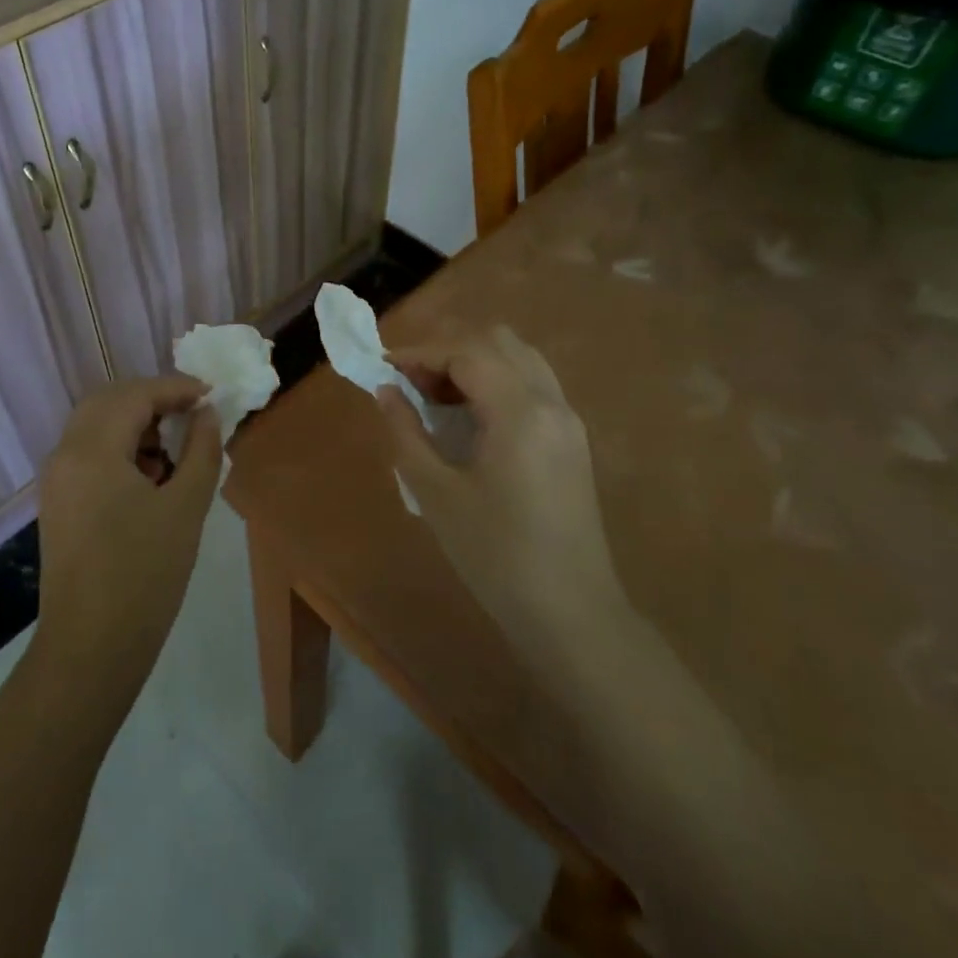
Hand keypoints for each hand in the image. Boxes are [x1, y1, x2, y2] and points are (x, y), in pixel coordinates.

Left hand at [34, 377, 221, 696]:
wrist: (90, 649)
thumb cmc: (145, 575)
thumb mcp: (185, 508)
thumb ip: (202, 450)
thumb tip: (208, 414)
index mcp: (92, 449)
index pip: (135, 394)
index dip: (176, 388)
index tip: (212, 395)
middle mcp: (65, 454)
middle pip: (108, 401)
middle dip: (152, 400)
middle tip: (192, 414)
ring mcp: (56, 479)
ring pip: (95, 426)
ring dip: (135, 423)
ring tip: (175, 452)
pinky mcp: (57, 502)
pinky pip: (88, 453)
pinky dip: (119, 448)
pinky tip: (150, 479)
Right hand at [377, 326, 627, 647]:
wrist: (571, 615)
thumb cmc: (496, 555)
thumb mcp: (436, 494)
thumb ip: (406, 432)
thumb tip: (385, 390)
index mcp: (520, 412)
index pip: (467, 352)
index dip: (421, 353)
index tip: (385, 369)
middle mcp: (551, 403)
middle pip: (498, 342)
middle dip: (449, 351)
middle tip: (413, 383)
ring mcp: (568, 421)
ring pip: (520, 359)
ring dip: (475, 363)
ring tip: (437, 399)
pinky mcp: (572, 441)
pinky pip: (532, 386)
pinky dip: (497, 383)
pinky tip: (470, 420)